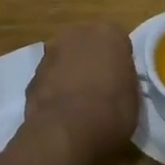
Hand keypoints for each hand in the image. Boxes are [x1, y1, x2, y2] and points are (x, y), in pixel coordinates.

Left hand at [25, 21, 139, 161]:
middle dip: (91, 62)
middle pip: (87, 45)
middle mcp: (76, 34)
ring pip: (65, 60)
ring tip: (78, 104)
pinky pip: (49, 80)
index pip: (118, 43)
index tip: (120, 82)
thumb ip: (123, 80)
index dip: (119, 64)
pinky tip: (61, 112)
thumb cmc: (111, 111)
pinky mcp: (31, 76)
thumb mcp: (133, 97)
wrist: (66, 131)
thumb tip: (115, 84)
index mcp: (108, 33)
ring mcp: (50, 53)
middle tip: (99, 89)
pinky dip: (54, 90)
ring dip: (69, 74)